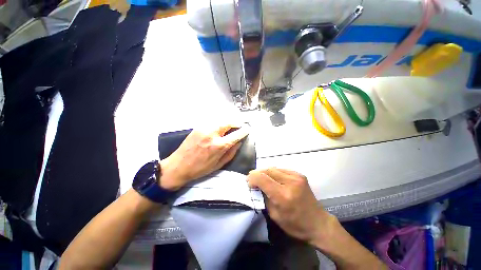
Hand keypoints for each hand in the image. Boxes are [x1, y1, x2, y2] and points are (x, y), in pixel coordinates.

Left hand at [159, 125, 248, 190]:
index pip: (236, 134)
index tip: (247, 129)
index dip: (243, 131)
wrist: (178, 166)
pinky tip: (220, 128)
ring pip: (220, 120)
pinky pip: (212, 122)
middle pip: (228, 123)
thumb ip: (231, 152)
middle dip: (236, 123)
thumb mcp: (219, 164)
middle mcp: (212, 134)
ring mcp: (204, 129)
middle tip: (240, 125)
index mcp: (219, 146)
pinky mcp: (198, 127)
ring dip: (228, 122)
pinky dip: (219, 123)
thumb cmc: (200, 169)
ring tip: (231, 126)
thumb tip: (239, 142)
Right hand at [247, 168, 334, 244]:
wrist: (318, 223)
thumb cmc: (295, 224)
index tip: (248, 182)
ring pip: (274, 168)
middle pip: (267, 170)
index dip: (252, 178)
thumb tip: (256, 186)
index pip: (262, 179)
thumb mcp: (274, 215)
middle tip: (252, 179)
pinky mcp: (300, 175)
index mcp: (283, 196)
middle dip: (257, 173)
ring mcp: (296, 177)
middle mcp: (290, 183)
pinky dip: (274, 172)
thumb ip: (264, 197)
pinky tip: (272, 178)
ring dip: (265, 172)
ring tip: (261, 178)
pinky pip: (281, 170)